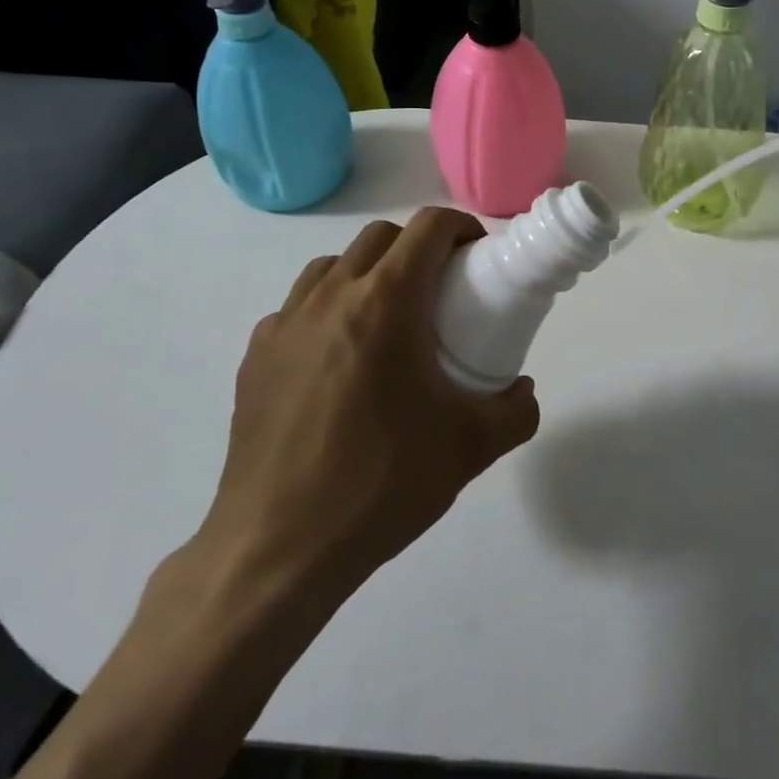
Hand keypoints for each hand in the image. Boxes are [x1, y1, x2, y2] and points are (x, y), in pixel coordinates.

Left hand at [194, 208, 541, 596]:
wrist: (278, 550)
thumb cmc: (381, 485)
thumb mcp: (471, 448)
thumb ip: (515, 411)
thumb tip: (522, 390)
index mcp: (384, 304)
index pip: (428, 228)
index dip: (461, 227)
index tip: (478, 256)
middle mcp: (330, 298)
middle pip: (381, 237)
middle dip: (418, 247)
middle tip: (440, 291)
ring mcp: (285, 324)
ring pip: (333, 266)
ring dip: (369, 273)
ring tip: (388, 321)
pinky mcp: (255, 356)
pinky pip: (298, 308)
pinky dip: (328, 311)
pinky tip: (339, 362)